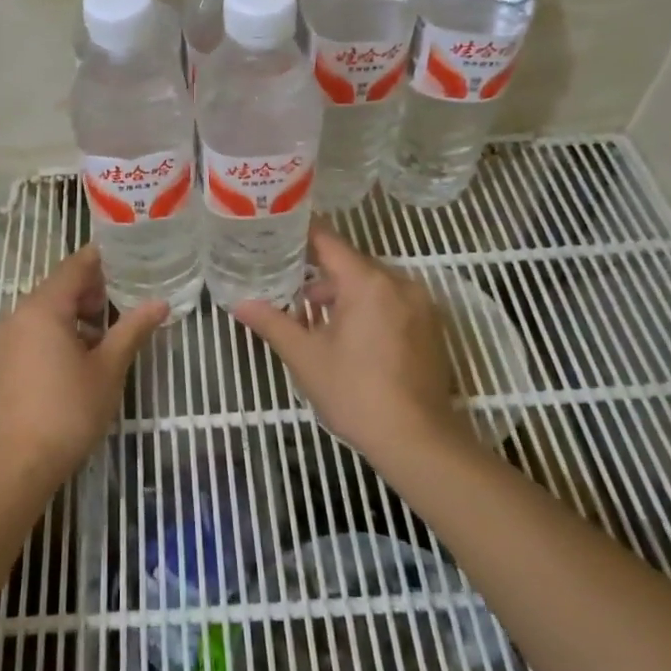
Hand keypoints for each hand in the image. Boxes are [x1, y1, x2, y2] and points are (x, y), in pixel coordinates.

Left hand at [0, 245, 165, 478]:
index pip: (74, 267)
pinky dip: (54, 332)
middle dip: (90, 291)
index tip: (127, 258)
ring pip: (43, 311)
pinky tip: (76, 357)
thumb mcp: (109, 368)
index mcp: (43, 308)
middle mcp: (16, 315)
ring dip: (73, 314)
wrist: (21, 462)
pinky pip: (30, 332)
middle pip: (57, 288)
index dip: (101, 260)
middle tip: (122, 302)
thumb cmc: (70, 410)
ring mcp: (3, 339)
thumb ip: (132, 329)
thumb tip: (160, 303)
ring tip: (104, 335)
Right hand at [233, 221, 457, 458]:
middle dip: (321, 275)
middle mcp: (399, 283)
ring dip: (345, 295)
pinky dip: (369, 309)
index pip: (329, 242)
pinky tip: (349, 337)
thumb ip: (272, 323)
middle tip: (288, 286)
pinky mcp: (431, 328)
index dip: (301, 234)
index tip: (277, 231)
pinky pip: (392, 303)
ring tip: (314, 319)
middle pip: (352, 265)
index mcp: (367, 282)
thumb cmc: (354, 392)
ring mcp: (420, 306)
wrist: (416, 439)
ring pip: (373, 286)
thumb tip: (239, 304)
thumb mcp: (305, 357)